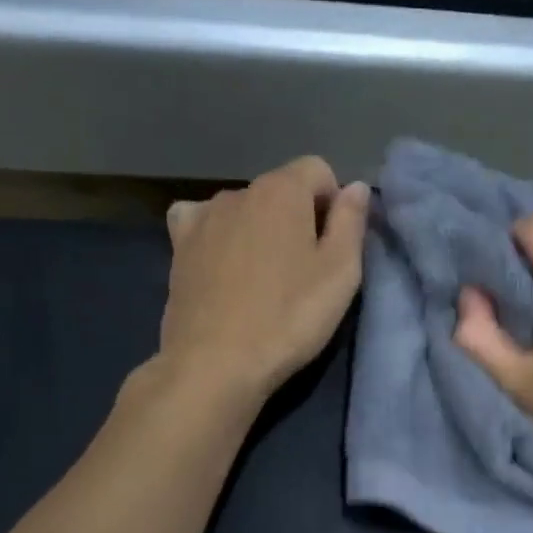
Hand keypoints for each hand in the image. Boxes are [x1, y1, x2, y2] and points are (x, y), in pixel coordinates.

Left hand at [158, 155, 369, 406]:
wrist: (215, 363)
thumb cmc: (289, 318)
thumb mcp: (340, 273)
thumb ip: (352, 222)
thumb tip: (355, 186)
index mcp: (282, 190)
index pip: (318, 170)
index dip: (333, 203)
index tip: (333, 246)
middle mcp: (238, 191)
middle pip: (280, 190)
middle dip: (297, 218)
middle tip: (303, 271)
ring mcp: (203, 217)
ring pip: (244, 209)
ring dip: (259, 230)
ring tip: (263, 278)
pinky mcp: (178, 246)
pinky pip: (203, 223)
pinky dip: (217, 235)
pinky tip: (222, 264)